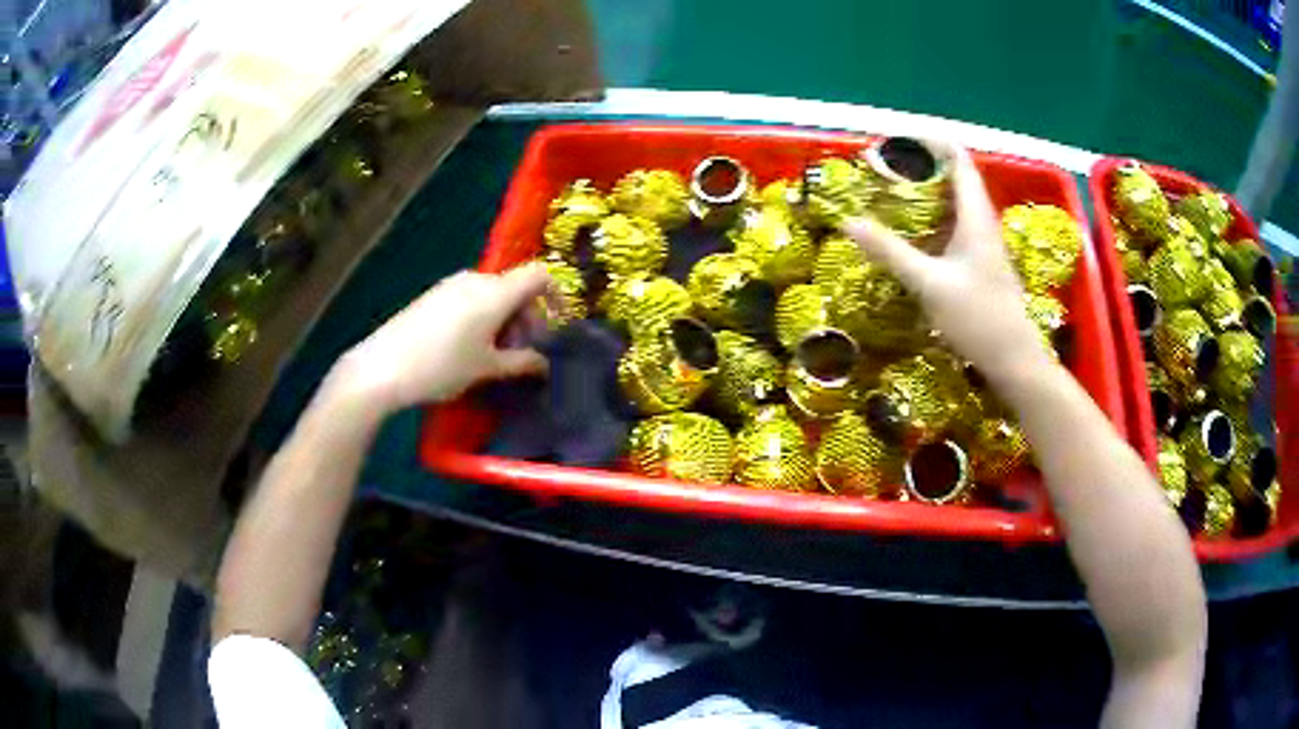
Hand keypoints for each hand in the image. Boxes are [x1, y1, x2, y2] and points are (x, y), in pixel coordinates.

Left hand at [335, 264, 552, 412]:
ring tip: (495, 354)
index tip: (556, 325)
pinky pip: (470, 297)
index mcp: (496, 292)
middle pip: (515, 286)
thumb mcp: (487, 369)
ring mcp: (451, 285)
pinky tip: (468, 346)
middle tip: (523, 352)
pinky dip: (482, 316)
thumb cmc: (442, 367)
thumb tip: (545, 364)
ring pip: (492, 293)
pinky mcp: (433, 295)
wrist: (383, 367)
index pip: (539, 275)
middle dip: (527, 316)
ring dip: (503, 318)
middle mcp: (476, 279)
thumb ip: (521, 363)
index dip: (555, 294)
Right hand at [842, 145, 1050, 377]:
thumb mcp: (929, 284)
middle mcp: (982, 222)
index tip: (896, 139)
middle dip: (921, 166)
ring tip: (891, 193)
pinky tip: (911, 234)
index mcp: (975, 216)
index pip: (958, 159)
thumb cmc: (978, 319)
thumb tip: (848, 222)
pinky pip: (954, 226)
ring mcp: (983, 244)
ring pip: (954, 203)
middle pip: (955, 177)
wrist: (1014, 361)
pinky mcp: (980, 263)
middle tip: (884, 168)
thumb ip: (889, 251)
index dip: (931, 141)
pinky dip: (932, 219)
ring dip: (926, 193)